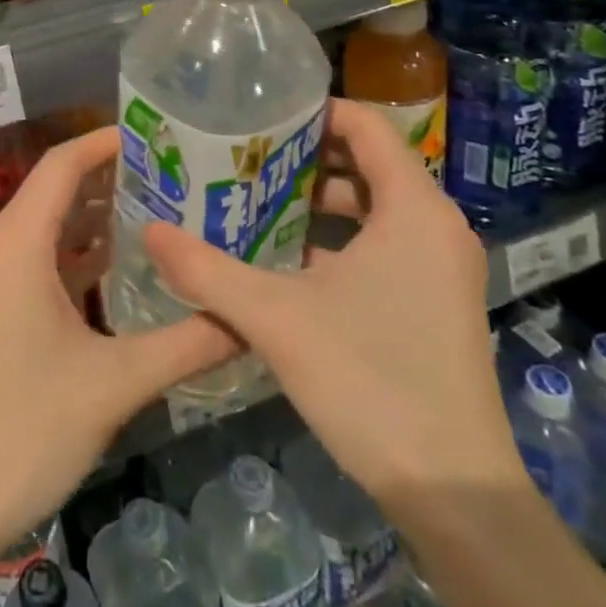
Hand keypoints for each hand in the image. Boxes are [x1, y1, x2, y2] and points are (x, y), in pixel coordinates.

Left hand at [0, 127, 239, 569]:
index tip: (158, 135)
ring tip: (160, 211)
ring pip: (47, 226)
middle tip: (175, 174)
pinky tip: (121, 268)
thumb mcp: (115, 384)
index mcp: (16, 242)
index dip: (106, 141)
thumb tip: (248, 320)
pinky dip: (77, 254)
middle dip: (112, 177)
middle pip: (55, 189)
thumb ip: (187, 344)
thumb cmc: (23, 429)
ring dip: (95, 217)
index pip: (62, 164)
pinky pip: (37, 259)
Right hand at [143, 98, 522, 508]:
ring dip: (320, 199)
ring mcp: (442, 268)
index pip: (368, 125)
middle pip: (370, 162)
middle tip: (247, 156)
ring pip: (377, 206)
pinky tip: (287, 258)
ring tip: (257, 200)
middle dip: (307, 156)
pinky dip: (340, 236)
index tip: (262, 117)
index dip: (315, 112)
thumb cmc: (370, 381)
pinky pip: (386, 242)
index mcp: (414, 209)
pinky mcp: (437, 302)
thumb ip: (207, 270)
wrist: (455, 495)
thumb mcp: (276, 318)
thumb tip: (150, 230)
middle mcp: (437, 227)